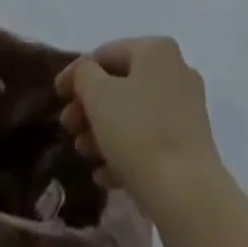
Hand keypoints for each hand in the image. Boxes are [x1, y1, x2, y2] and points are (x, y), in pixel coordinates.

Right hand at [56, 37, 223, 209]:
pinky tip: (105, 175)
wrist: (189, 197)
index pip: (107, 53)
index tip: (56, 96)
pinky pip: (150, 138)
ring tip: (84, 154)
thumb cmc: (139, 134)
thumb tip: (84, 73)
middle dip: (90, 107)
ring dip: (104, 131)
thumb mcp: (99, 97)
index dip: (77, 73)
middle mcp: (175, 69)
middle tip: (68, 129)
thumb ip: (83, 75)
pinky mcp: (190, 143)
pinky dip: (126, 150)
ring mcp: (186, 107)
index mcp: (156, 49)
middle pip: (122, 84)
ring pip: (135, 113)